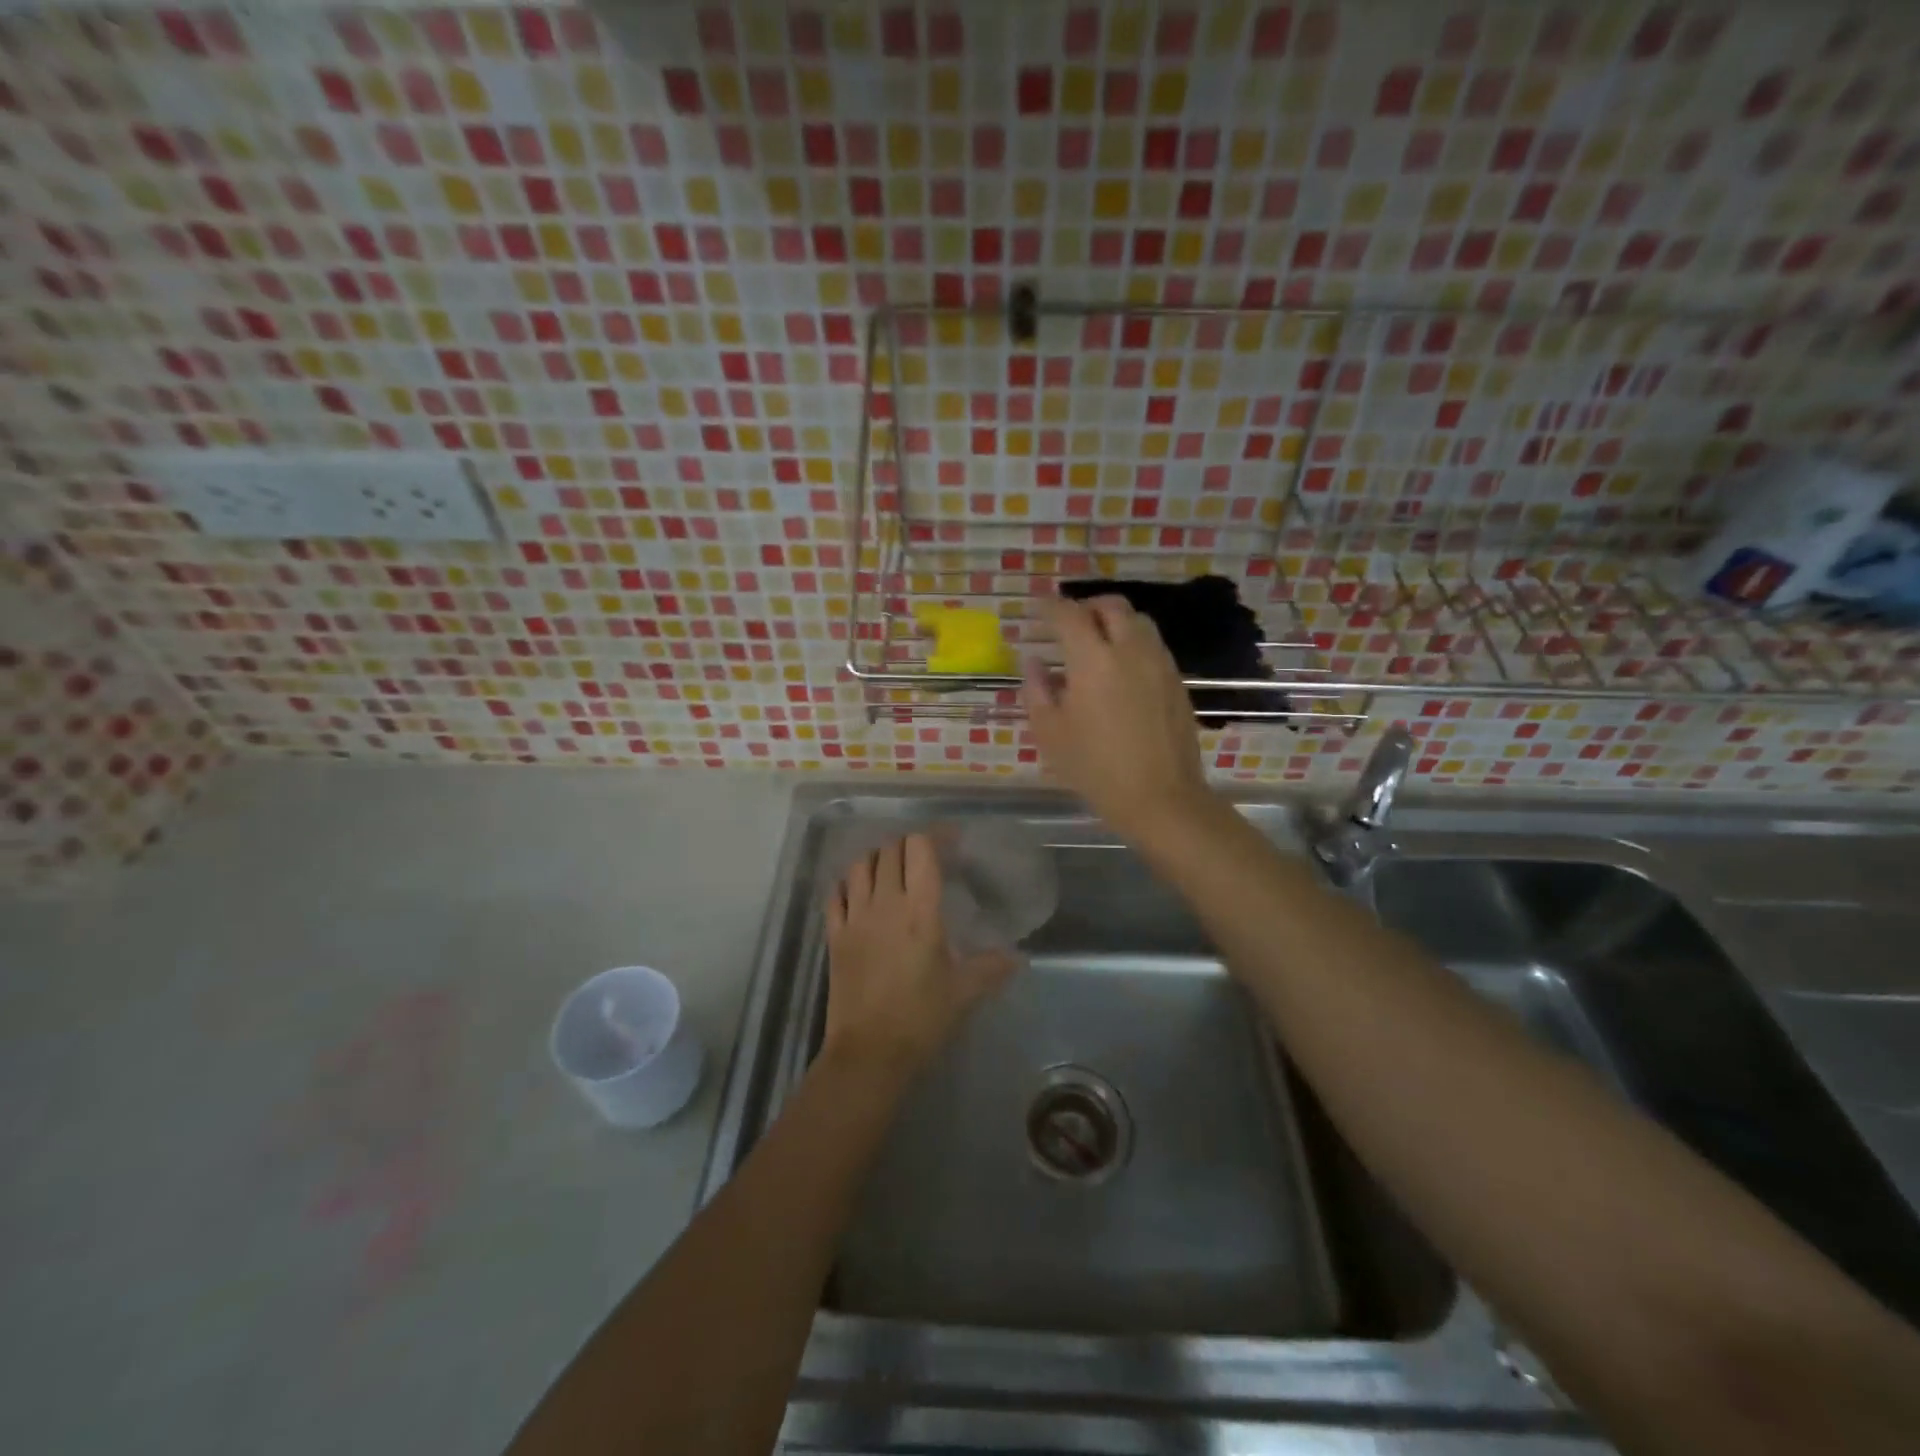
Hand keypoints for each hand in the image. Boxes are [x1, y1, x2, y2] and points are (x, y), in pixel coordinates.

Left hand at [823, 834, 1019, 1073]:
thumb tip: (1019, 958)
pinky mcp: (834, 936)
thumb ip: (992, 968)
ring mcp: (854, 918)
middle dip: (908, 845)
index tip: (951, 842)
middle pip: (890, 850)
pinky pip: (835, 895)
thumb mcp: (964, 992)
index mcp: (920, 910)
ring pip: (860, 866)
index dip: (935, 836)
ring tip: (892, 870)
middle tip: (924, 857)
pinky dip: (847, 884)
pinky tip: (858, 892)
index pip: (920, 850)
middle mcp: (885, 903)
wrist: (870, 1052)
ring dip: (877, 859)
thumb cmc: (922, 1018)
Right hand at [1022, 595, 1214, 837]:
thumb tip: (1034, 662)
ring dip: (1114, 621)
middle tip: (1069, 624)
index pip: (1069, 615)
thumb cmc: (1096, 769)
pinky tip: (1122, 670)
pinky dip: (1133, 642)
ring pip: (1138, 621)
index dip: (1049, 608)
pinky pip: (1153, 645)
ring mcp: (1159, 663)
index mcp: (1093, 660)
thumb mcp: (1051, 734)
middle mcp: (1130, 650)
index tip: (1037, 611)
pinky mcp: (1177, 681)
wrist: (1161, 798)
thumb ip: (1037, 691)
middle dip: (1087, 606)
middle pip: (1111, 606)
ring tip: (1097, 643)